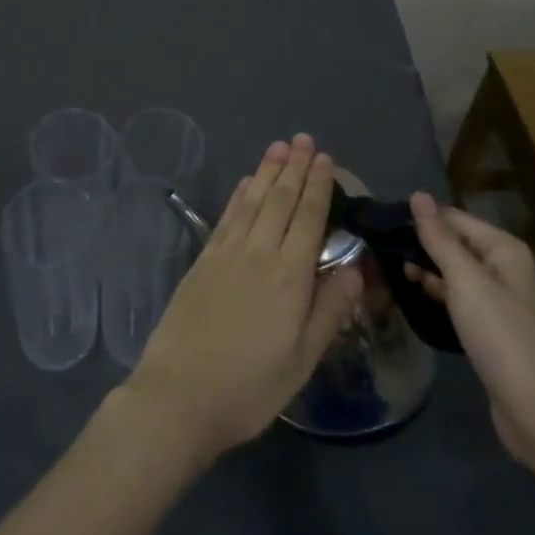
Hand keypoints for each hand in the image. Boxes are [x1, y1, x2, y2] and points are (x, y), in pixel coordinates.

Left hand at [124, 136, 362, 463]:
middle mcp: (258, 253)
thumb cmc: (249, 388)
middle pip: (280, 200)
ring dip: (267, 171)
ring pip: (252, 200)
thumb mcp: (302, 361)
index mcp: (289, 277)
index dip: (318, 186)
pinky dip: (239, 194)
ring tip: (278, 147)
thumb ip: (329, 311)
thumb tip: (354, 267)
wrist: (179, 395)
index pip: (308, 218)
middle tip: (304, 139)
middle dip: (294, 168)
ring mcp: (226, 253)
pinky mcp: (203, 260)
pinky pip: (227, 216)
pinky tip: (245, 182)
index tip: (325, 159)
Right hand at [405, 193, 534, 465]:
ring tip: (392, 272)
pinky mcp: (493, 328)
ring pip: (456, 272)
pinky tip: (417, 296)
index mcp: (503, 249)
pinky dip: (439, 293)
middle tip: (383, 251)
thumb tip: (418, 194)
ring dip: (428, 270)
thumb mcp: (464, 279)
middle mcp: (505, 267)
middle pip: (456, 243)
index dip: (421, 221)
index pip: (453, 218)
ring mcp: (500, 299)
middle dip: (422, 246)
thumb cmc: (499, 334)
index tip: (384, 228)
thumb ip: (438, 237)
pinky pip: (460, 298)